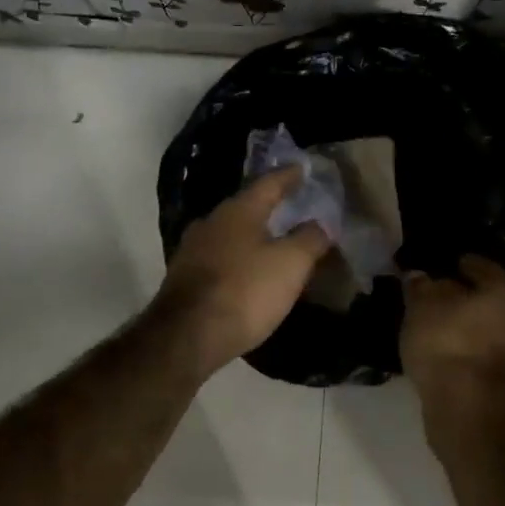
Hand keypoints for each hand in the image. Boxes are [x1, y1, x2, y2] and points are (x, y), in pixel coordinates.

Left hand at [153, 167, 331, 375]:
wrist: (187, 336)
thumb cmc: (245, 291)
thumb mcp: (291, 264)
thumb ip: (310, 239)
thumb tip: (320, 223)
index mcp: (238, 211)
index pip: (268, 183)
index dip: (288, 176)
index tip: (302, 169)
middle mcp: (211, 222)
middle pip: (246, 207)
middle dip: (268, 207)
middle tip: (291, 207)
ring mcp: (192, 249)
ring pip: (230, 233)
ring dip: (251, 235)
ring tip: (272, 242)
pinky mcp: (184, 277)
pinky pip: (219, 258)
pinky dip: (238, 259)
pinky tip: (247, 271)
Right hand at [401, 255, 504, 395]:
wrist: (469, 406)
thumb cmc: (447, 341)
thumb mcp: (422, 306)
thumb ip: (420, 288)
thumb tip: (419, 276)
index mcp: (502, 292)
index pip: (486, 268)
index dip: (468, 264)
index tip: (453, 263)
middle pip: (490, 301)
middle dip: (467, 298)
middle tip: (440, 296)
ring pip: (486, 330)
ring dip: (466, 327)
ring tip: (436, 327)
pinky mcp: (501, 385)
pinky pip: (480, 356)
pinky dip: (464, 351)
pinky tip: (444, 354)